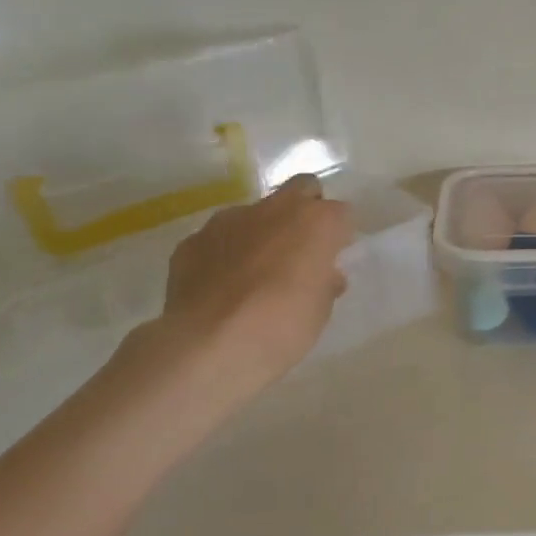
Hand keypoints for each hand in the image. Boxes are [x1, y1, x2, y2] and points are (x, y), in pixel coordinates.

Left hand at [155, 174, 353, 395]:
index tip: (335, 257)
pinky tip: (221, 286)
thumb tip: (324, 275)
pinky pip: (219, 238)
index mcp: (318, 222)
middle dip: (306, 209)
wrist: (208, 346)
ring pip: (255, 212)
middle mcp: (276, 209)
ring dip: (262, 231)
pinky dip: (225, 253)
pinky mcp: (193, 240)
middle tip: (302, 247)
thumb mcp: (320, 310)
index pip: (342, 213)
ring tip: (256, 271)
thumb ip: (324, 282)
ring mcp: (230, 220)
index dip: (339, 235)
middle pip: (302, 189)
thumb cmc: (282, 327)